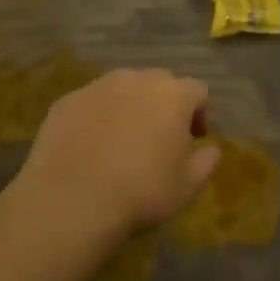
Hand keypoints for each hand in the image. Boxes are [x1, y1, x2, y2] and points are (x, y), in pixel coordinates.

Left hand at [16, 69, 220, 242]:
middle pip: (160, 82)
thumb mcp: (187, 187)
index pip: (197, 90)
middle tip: (160, 136)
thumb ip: (206, 162)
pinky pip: (91, 102)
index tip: (194, 139)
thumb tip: (212, 149)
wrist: (70, 200)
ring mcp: (98, 87)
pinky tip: (91, 146)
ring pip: (123, 88)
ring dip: (130, 105)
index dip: (200, 112)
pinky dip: (97, 116)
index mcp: (173, 95)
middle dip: (165, 104)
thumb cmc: (140, 192)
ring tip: (123, 139)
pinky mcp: (67, 101)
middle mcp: (137, 80)